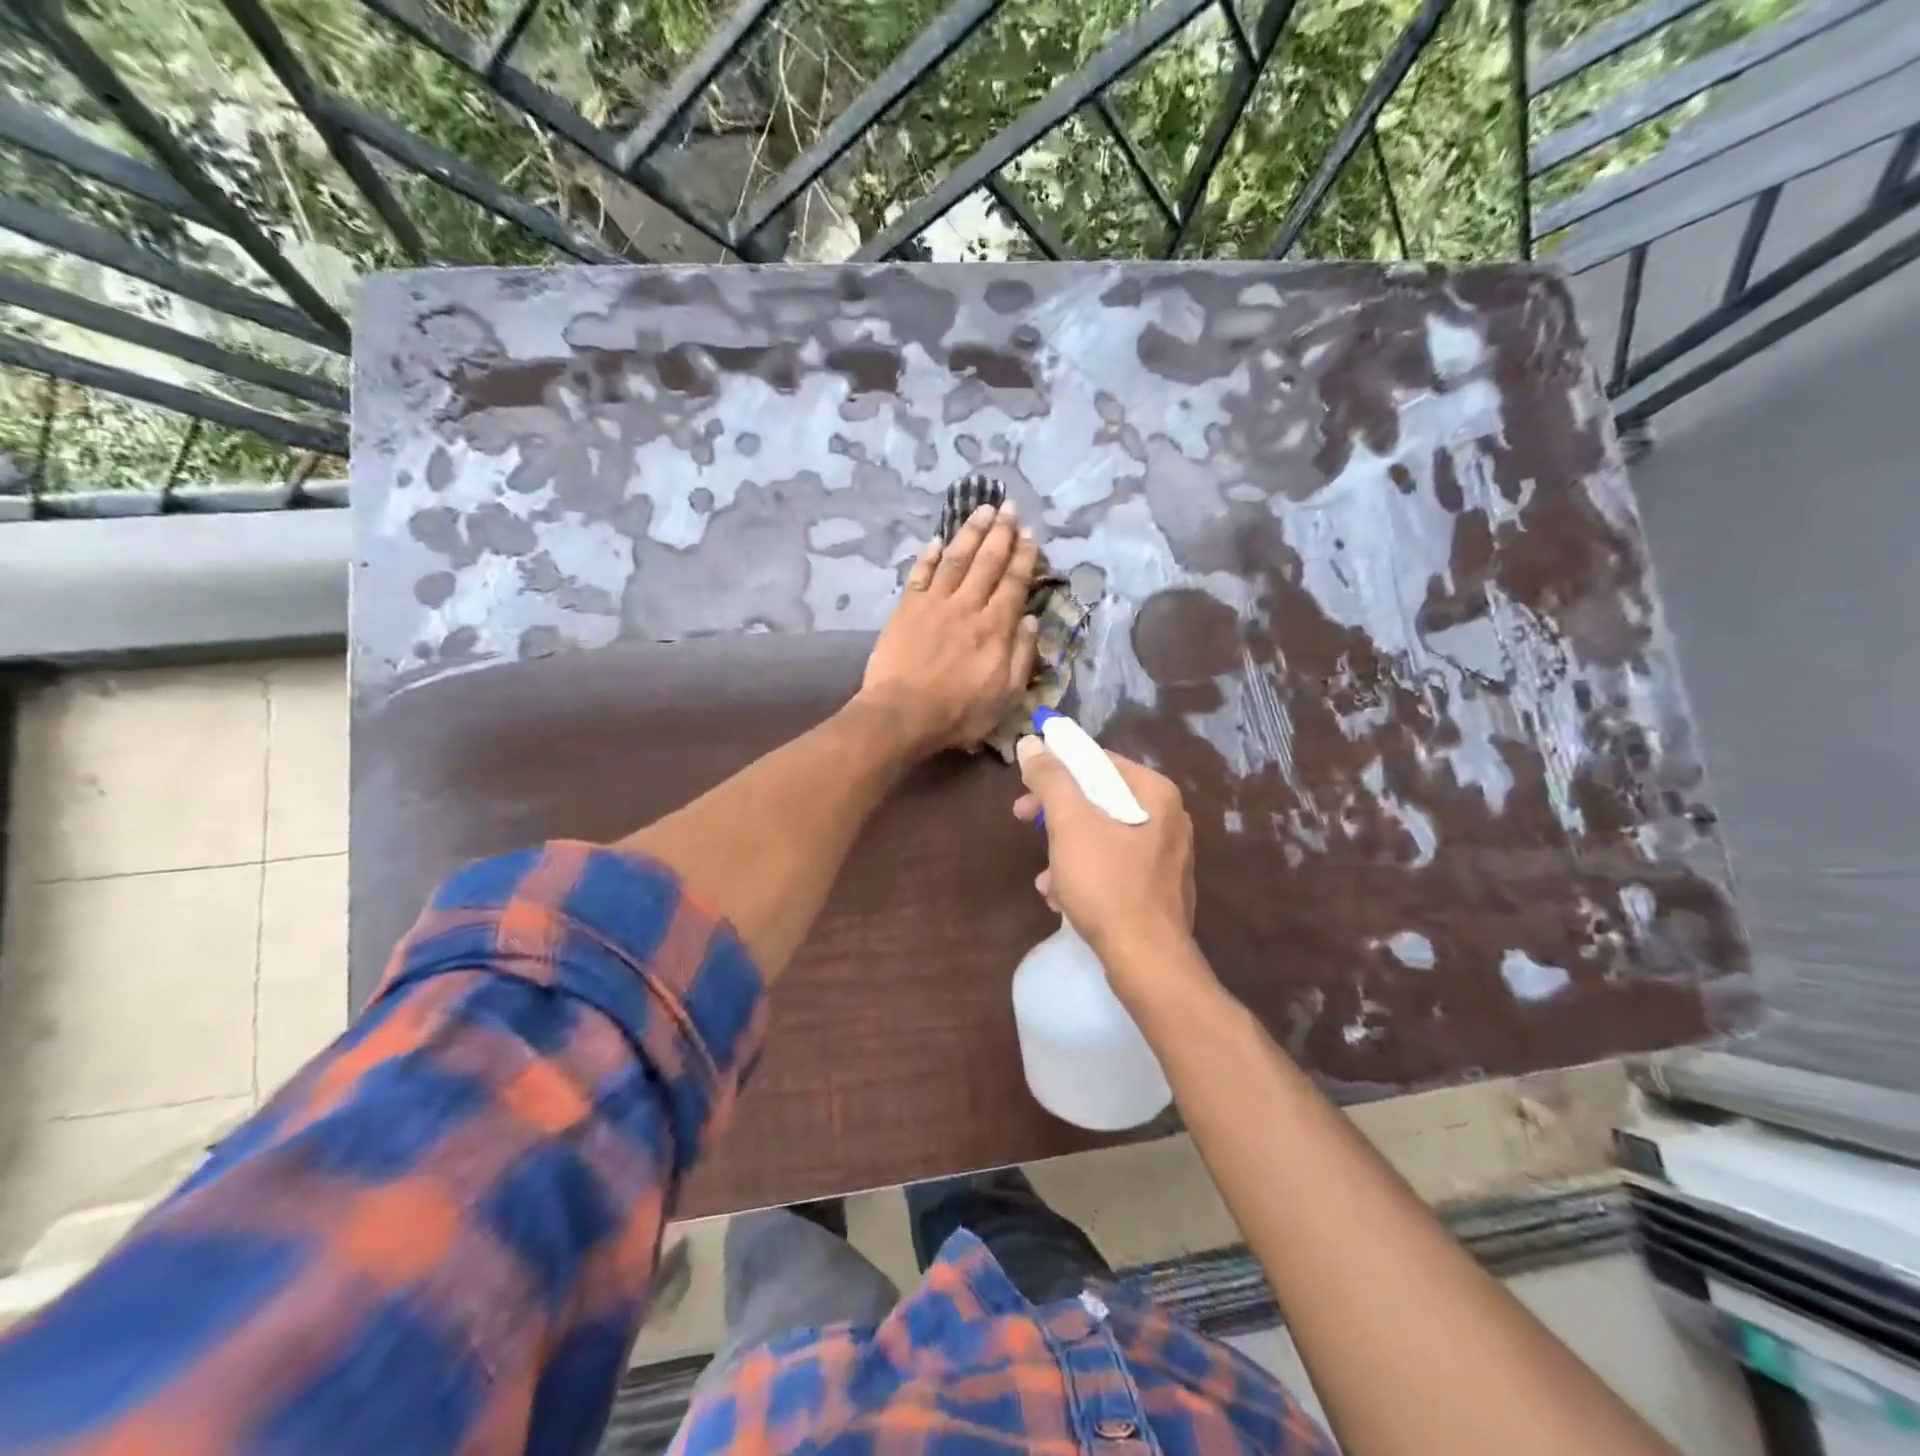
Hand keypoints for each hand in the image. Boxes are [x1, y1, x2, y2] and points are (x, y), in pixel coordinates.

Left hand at [859, 502, 1038, 753]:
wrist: (902, 714)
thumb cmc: (958, 712)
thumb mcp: (1006, 696)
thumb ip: (1021, 656)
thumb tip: (1030, 620)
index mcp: (995, 627)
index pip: (1014, 583)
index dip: (1023, 557)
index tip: (1030, 534)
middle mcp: (967, 606)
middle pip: (987, 562)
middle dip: (1001, 533)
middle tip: (1009, 507)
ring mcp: (934, 604)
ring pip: (956, 559)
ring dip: (970, 532)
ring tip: (982, 510)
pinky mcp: (907, 608)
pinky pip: (921, 574)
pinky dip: (929, 555)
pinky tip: (937, 539)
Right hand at [1012, 739, 1197, 966]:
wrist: (1147, 961)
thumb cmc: (1107, 884)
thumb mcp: (1070, 824)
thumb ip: (1050, 779)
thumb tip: (1032, 742)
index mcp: (1154, 793)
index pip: (1099, 760)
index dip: (1057, 767)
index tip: (1025, 786)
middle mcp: (1168, 818)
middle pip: (1100, 798)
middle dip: (1057, 813)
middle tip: (1023, 818)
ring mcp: (1166, 856)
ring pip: (1103, 835)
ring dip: (1066, 849)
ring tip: (1045, 876)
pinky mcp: (1158, 889)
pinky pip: (1114, 866)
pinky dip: (1085, 874)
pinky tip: (1061, 897)